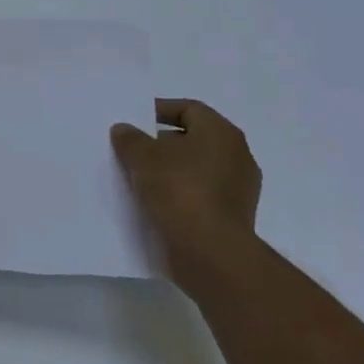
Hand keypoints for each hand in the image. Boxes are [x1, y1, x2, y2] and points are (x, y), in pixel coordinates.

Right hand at [111, 98, 262, 277]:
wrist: (211, 254)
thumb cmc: (180, 192)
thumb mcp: (143, 158)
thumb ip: (130, 139)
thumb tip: (124, 130)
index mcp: (221, 133)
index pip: (188, 109)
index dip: (159, 110)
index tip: (134, 120)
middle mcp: (237, 156)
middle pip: (193, 139)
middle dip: (161, 143)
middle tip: (132, 151)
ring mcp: (239, 189)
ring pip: (197, 169)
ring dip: (170, 171)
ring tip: (139, 179)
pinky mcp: (234, 218)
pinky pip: (201, 195)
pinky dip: (180, 195)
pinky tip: (156, 204)